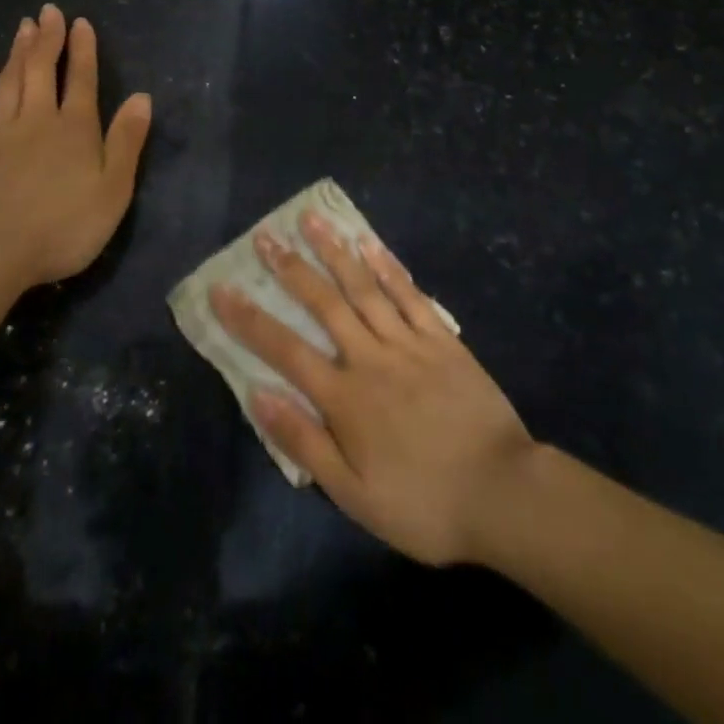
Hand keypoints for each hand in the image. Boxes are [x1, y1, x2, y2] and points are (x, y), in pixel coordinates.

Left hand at [0, 4, 152, 292]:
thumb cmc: (63, 225)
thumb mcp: (113, 190)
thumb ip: (126, 141)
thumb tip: (142, 97)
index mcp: (75, 129)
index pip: (82, 80)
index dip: (83, 50)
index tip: (80, 22)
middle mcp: (38, 121)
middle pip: (42, 71)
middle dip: (47, 39)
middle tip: (48, 11)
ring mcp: (1, 134)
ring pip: (10, 82)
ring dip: (18, 52)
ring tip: (23, 26)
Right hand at [210, 209, 535, 565]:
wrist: (503, 494)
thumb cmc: (423, 503)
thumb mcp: (354, 494)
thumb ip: (304, 443)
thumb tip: (258, 394)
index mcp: (345, 397)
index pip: (285, 349)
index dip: (249, 319)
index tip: (221, 289)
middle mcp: (370, 357)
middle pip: (323, 304)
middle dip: (289, 268)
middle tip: (265, 236)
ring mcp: (408, 342)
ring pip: (363, 287)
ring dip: (334, 251)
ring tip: (311, 220)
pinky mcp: (442, 339)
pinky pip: (410, 294)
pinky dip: (388, 266)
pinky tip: (369, 243)